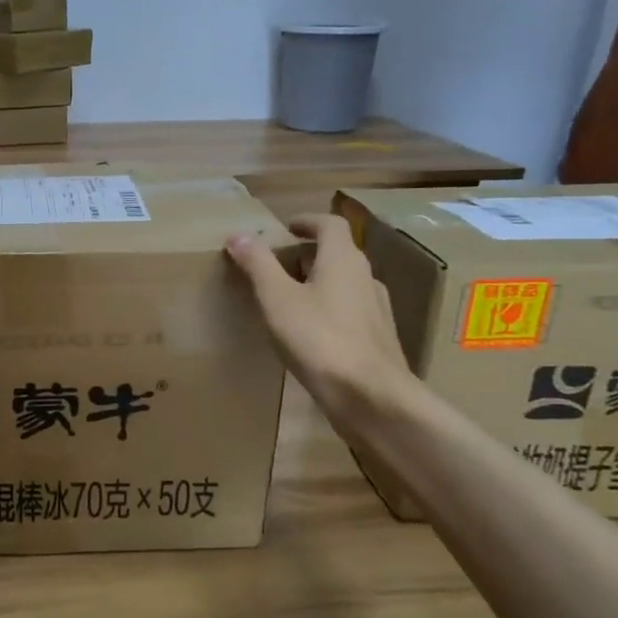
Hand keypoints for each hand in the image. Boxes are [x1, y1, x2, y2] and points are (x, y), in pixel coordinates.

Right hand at [226, 214, 410, 420]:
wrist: (370, 396)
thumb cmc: (319, 339)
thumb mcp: (277, 299)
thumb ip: (258, 264)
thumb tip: (239, 234)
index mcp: (343, 260)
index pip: (329, 225)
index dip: (306, 222)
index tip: (286, 228)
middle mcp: (366, 277)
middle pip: (337, 254)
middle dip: (306, 255)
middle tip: (275, 267)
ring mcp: (376, 309)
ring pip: (344, 284)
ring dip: (317, 283)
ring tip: (288, 299)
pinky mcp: (378, 338)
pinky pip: (349, 311)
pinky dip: (328, 309)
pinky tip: (310, 333)